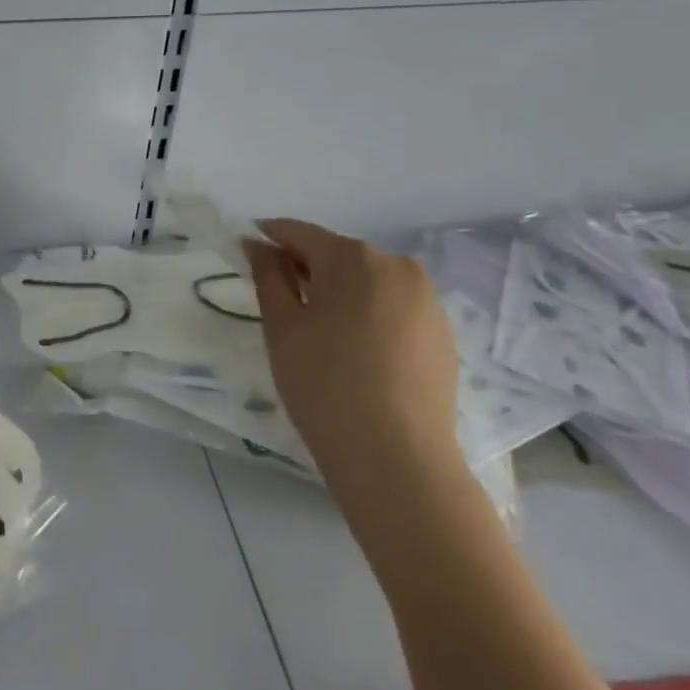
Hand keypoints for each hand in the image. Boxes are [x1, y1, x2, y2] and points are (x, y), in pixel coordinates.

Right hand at [243, 219, 461, 508]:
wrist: (395, 456)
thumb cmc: (323, 384)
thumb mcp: (281, 327)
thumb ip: (268, 276)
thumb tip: (258, 244)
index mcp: (353, 258)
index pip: (300, 233)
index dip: (269, 237)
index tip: (247, 250)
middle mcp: (398, 266)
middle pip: (338, 255)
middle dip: (306, 269)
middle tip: (279, 302)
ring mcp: (427, 300)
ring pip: (368, 282)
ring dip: (339, 293)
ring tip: (318, 332)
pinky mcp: (442, 333)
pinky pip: (394, 308)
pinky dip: (368, 315)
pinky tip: (354, 352)